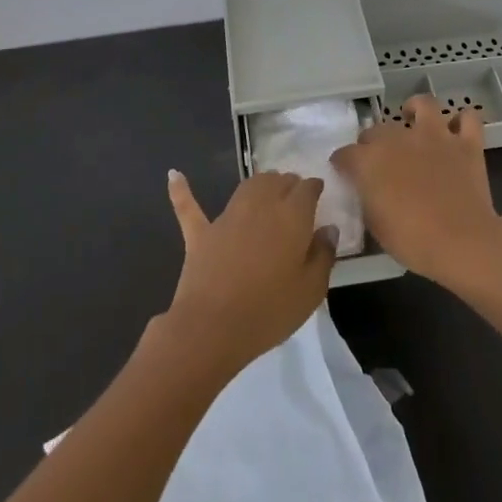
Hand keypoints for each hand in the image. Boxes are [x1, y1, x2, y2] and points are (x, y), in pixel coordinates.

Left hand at [162, 169, 336, 377]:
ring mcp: (227, 216)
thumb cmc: (270, 310)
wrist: (214, 327)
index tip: (318, 194)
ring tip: (267, 188)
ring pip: (247, 186)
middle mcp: (260, 205)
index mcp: (292, 216)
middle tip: (296, 197)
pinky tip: (174, 175)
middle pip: (278, 181)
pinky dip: (181, 190)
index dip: (314, 188)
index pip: (307, 188)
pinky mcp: (201, 233)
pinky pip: (189, 206)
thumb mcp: (312, 290)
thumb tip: (328, 228)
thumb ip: (323, 254)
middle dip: (289, 184)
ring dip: (260, 183)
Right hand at [331, 96, 501, 289]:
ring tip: (414, 121)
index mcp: (370, 161)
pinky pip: (469, 119)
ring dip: (416, 110)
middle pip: (377, 129)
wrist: (462, 242)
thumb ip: (367, 199)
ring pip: (424, 104)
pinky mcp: (466, 144)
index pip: (345, 154)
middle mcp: (399, 139)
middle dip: (373, 142)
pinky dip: (463, 122)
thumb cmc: (413, 240)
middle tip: (379, 160)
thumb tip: (368, 190)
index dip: (342, 164)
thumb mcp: (375, 225)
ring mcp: (435, 137)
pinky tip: (456, 132)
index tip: (345, 173)